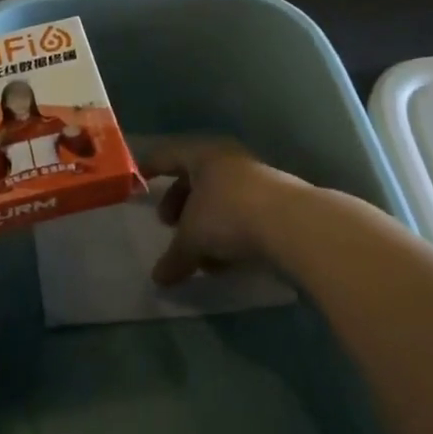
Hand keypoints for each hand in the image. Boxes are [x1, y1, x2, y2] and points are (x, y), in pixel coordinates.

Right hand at [139, 136, 299, 286]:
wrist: (293, 224)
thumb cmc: (229, 215)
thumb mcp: (193, 237)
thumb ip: (174, 256)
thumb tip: (158, 278)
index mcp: (202, 155)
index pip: (168, 155)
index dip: (150, 167)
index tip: (138, 180)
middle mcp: (228, 160)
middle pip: (195, 177)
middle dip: (179, 201)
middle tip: (167, 224)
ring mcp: (255, 180)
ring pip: (219, 198)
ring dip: (203, 222)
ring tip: (196, 253)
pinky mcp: (275, 203)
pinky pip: (240, 213)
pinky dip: (226, 233)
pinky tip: (223, 261)